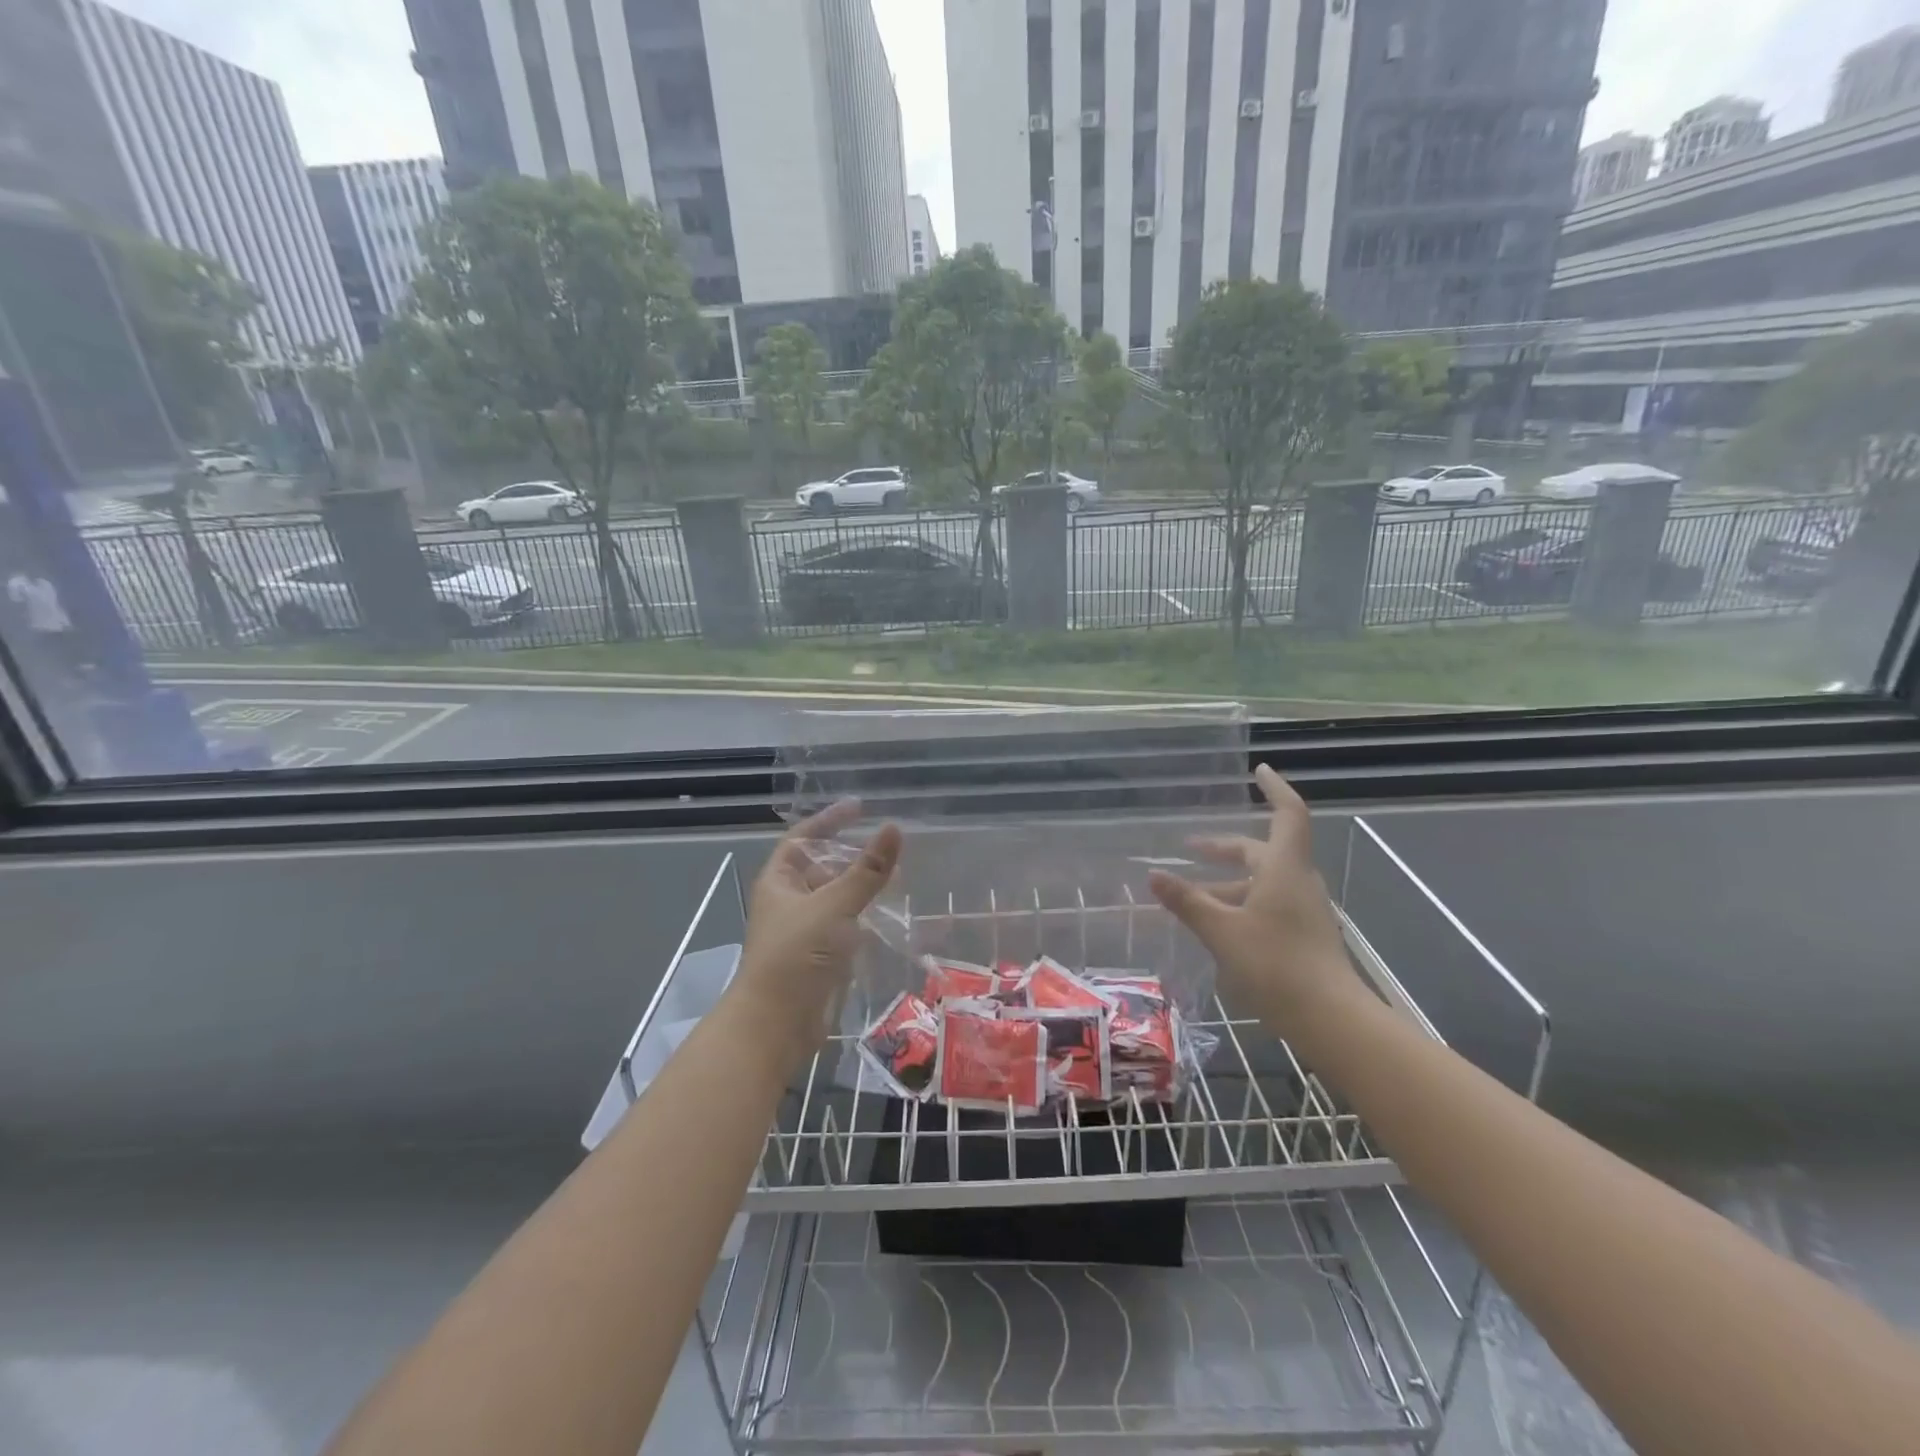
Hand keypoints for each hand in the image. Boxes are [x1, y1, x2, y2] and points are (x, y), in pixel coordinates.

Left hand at [727, 800, 902, 1070]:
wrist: (777, 1024)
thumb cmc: (797, 955)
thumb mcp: (834, 906)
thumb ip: (867, 870)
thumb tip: (894, 828)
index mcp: (780, 882)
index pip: (803, 838)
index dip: (828, 820)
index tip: (859, 807)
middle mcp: (790, 902)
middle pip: (822, 867)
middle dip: (851, 855)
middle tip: (887, 844)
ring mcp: (806, 931)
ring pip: (837, 898)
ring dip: (862, 886)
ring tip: (897, 874)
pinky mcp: (822, 957)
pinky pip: (846, 926)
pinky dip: (866, 916)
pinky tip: (891, 913)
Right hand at [1147, 765, 1361, 1032]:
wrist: (1331, 1019)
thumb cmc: (1276, 965)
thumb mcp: (1222, 931)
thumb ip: (1188, 902)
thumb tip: (1153, 875)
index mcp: (1284, 868)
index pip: (1287, 813)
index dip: (1275, 789)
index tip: (1259, 770)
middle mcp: (1298, 881)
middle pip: (1263, 851)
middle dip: (1226, 848)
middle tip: (1191, 848)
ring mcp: (1304, 909)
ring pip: (1263, 881)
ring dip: (1229, 881)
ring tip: (1191, 895)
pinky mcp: (1304, 934)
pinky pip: (1268, 904)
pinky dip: (1241, 903)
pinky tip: (1217, 925)